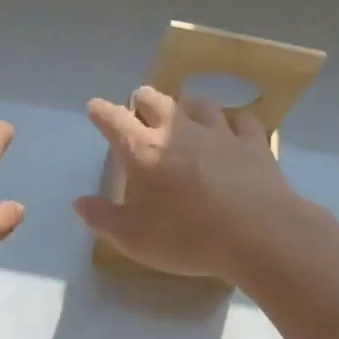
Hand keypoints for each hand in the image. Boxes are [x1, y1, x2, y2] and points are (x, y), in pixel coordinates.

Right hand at [73, 87, 316, 282]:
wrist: (258, 234)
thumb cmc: (186, 237)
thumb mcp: (133, 238)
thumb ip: (103, 218)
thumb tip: (80, 203)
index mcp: (143, 151)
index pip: (114, 121)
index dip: (101, 112)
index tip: (94, 107)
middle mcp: (178, 131)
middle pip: (156, 101)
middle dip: (142, 99)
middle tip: (138, 102)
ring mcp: (219, 133)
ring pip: (199, 104)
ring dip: (185, 103)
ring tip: (183, 108)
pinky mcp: (253, 143)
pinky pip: (241, 121)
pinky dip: (232, 120)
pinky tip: (232, 126)